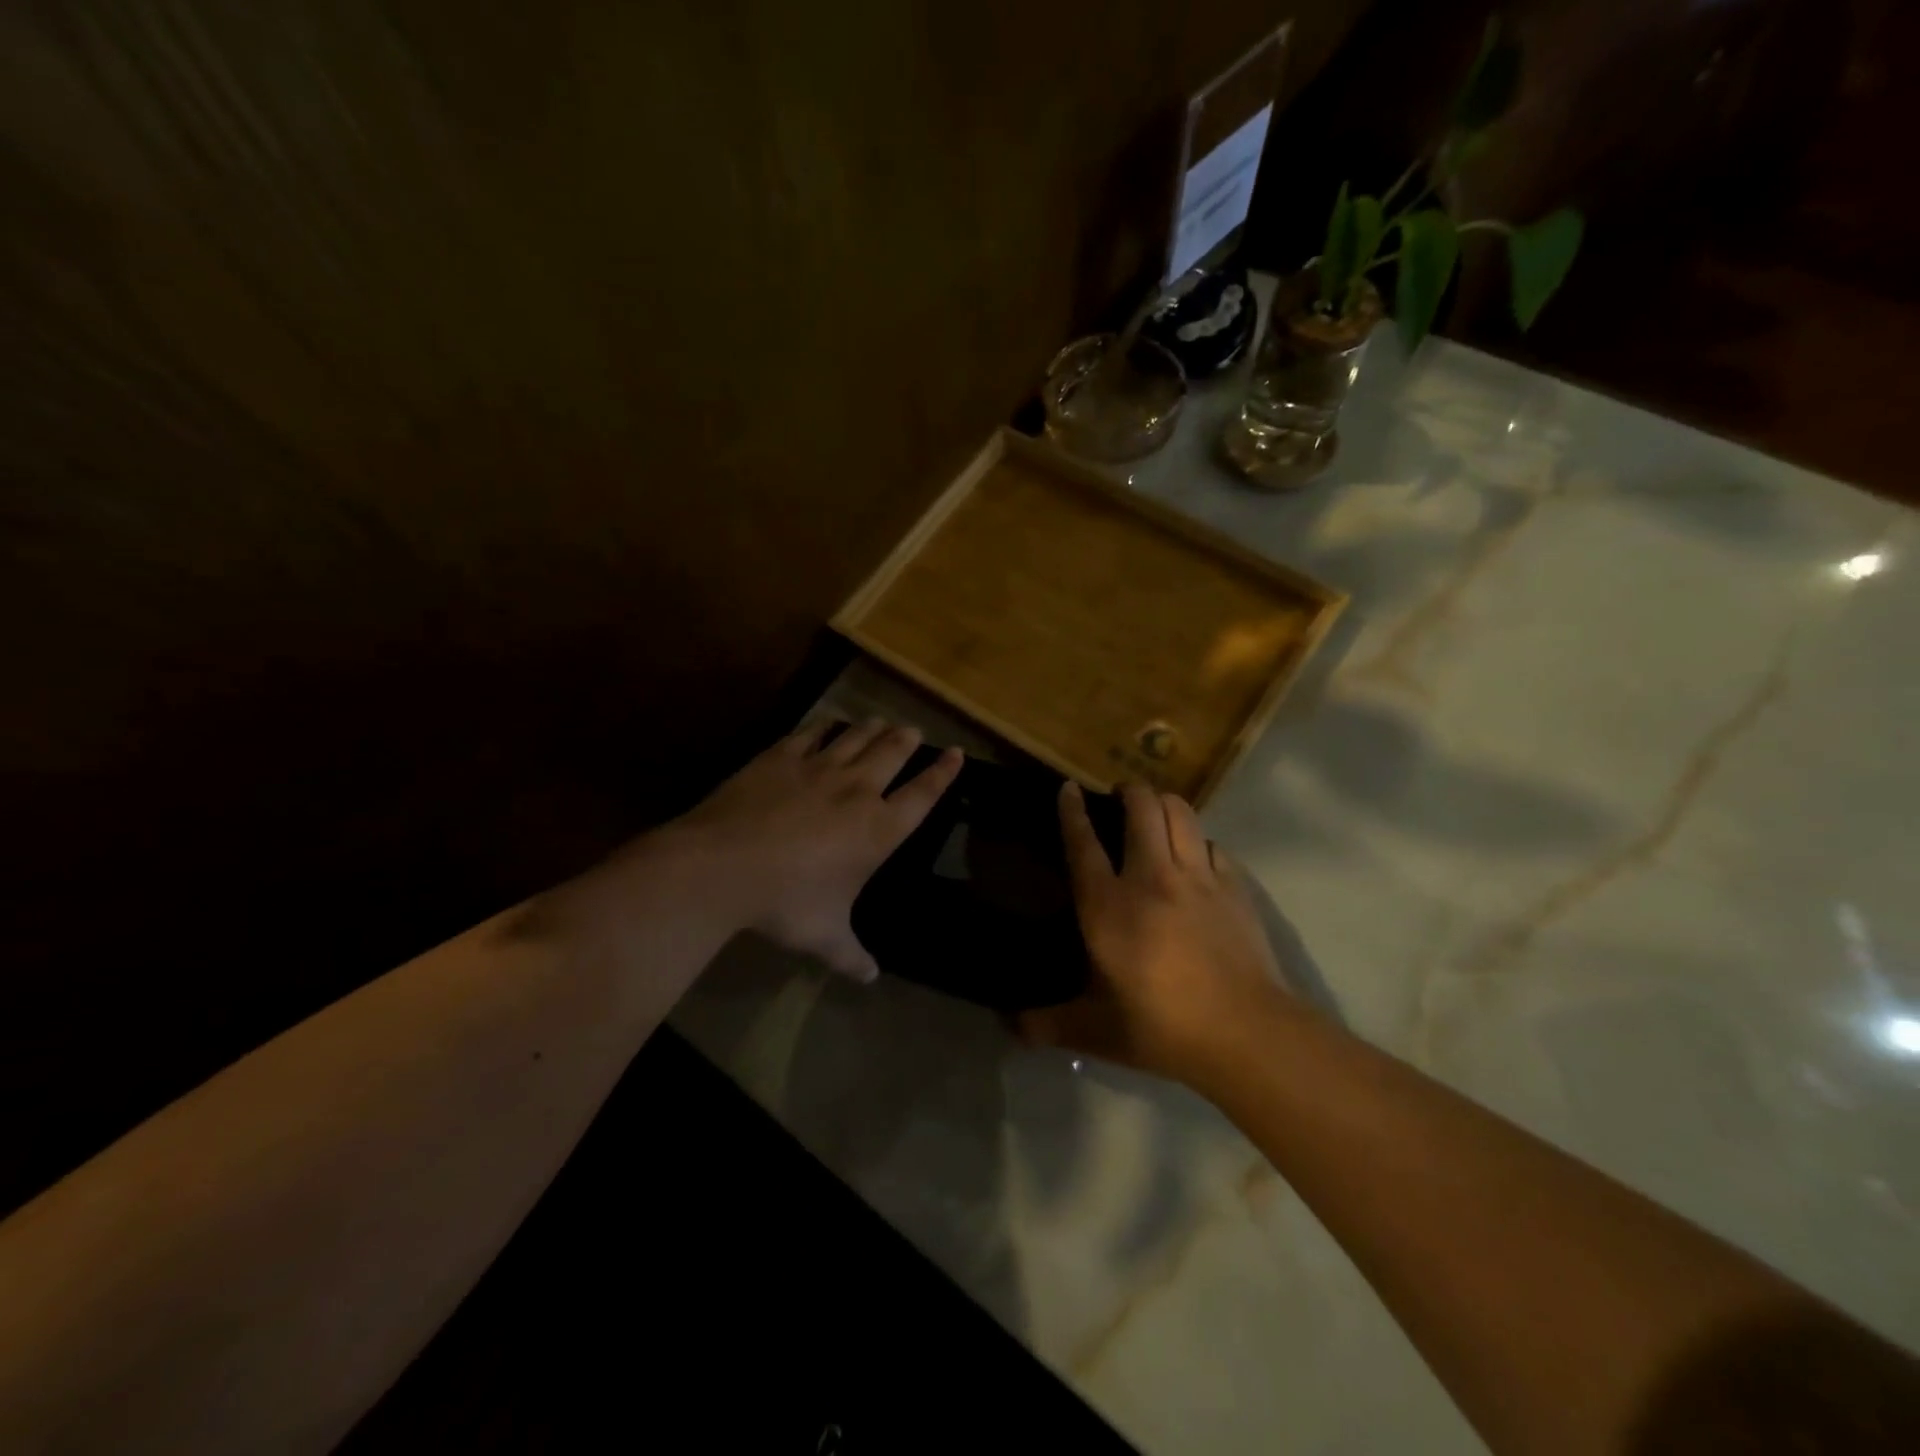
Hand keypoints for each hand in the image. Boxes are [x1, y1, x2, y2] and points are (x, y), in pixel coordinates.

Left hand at [670, 719, 961, 981]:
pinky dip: (826, 726)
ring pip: (857, 736)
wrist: (724, 866)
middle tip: (913, 730)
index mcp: (878, 830)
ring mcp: (819, 768)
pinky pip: (813, 733)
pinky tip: (828, 724)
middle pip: (893, 753)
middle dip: (907, 739)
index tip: (957, 752)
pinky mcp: (783, 757)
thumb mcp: (825, 937)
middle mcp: (858, 790)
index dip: (943, 773)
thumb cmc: (786, 903)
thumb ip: (852, 955)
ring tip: (880, 721)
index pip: (923, 794)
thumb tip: (871, 978)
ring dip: (873, 727)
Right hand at [1020, 780, 1294, 1086]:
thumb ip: (1049, 1024)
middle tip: (1121, 796)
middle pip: (1142, 807)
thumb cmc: (1162, 1027)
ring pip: (1181, 813)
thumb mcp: (1097, 1032)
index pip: (1084, 843)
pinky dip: (1199, 842)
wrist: (1245, 1032)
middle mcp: (1151, 877)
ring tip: (1156, 811)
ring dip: (1165, 803)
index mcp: (1109, 906)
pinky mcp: (1235, 887)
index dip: (1073, 811)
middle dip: (1129, 791)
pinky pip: (1212, 845)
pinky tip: (1197, 858)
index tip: (1069, 787)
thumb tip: (1012, 1027)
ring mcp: (1198, 877)